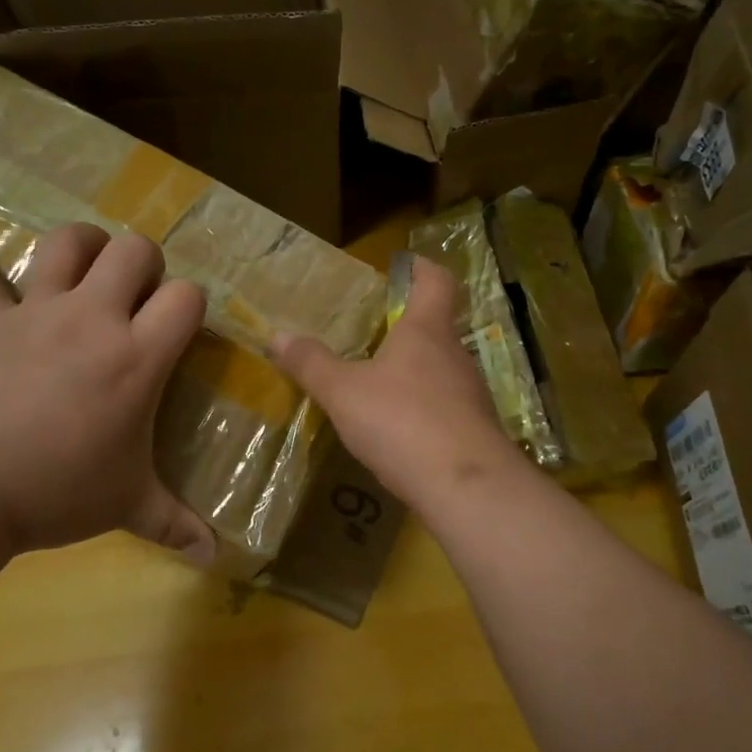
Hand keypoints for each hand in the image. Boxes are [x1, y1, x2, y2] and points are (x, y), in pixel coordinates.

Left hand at [0, 224, 216, 561]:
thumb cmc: (58, 491)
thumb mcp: (127, 506)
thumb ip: (175, 524)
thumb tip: (215, 556)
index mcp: (136, 356)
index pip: (186, 296)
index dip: (191, 303)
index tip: (182, 327)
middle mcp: (93, 319)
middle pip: (133, 250)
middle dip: (145, 263)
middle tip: (139, 296)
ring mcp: (36, 313)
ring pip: (66, 244)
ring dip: (82, 244)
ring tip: (88, 262)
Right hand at [270, 255, 527, 507]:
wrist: (465, 486)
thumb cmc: (402, 421)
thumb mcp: (344, 392)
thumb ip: (312, 364)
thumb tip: (277, 335)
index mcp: (426, 331)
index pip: (436, 281)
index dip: (422, 268)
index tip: (403, 266)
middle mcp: (454, 354)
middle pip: (436, 327)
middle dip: (407, 326)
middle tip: (372, 333)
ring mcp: (470, 393)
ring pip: (441, 369)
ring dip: (414, 370)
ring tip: (379, 383)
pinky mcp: (475, 429)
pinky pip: (446, 406)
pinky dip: (423, 407)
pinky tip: (399, 429)